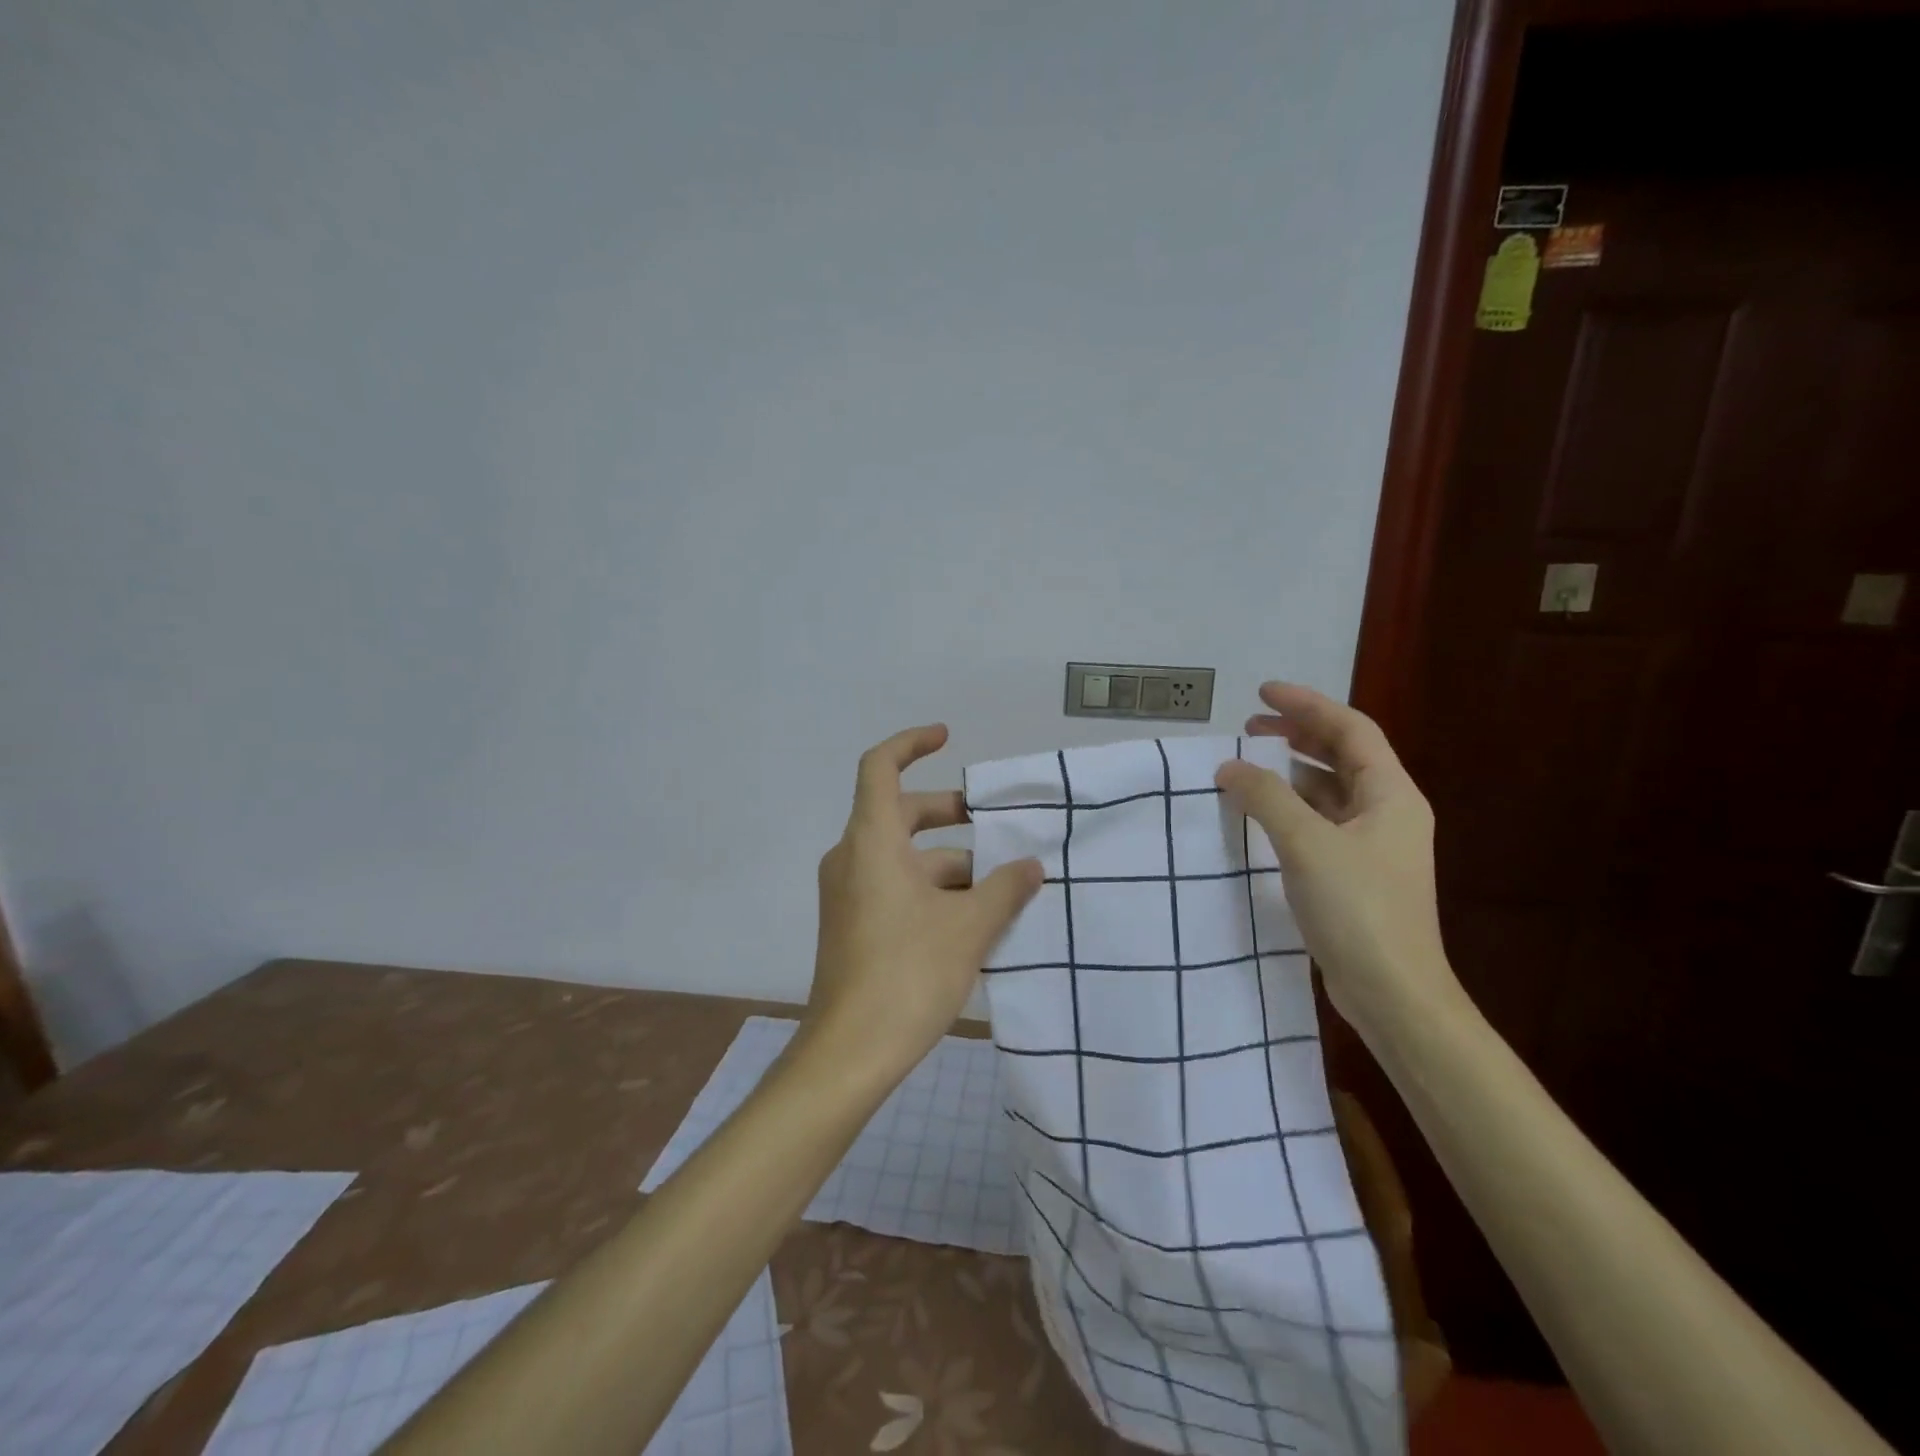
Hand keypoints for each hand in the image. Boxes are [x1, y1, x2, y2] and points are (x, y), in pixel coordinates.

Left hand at [805, 725, 1042, 1077]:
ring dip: (950, 863)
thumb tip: (1032, 867)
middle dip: (949, 814)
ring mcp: (849, 894)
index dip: (912, 743)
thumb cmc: (908, 974)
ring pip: (903, 857)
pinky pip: (895, 887)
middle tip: (995, 826)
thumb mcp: (969, 927)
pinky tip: (974, 920)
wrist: (849, 1053)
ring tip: (1002, 886)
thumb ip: (1005, 889)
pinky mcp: (853, 925)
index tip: (948, 737)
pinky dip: (932, 889)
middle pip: (900, 813)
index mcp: (871, 841)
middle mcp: (853, 858)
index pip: (880, 767)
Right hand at [1214, 683, 1463, 1044]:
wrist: (1393, 993)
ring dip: (1291, 773)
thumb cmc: (1358, 909)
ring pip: (1330, 791)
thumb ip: (1265, 798)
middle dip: (1297, 736)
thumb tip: (1229, 767)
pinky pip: (1320, 823)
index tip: (1261, 693)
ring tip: (1249, 766)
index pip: (1350, 730)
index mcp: (1391, 794)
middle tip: (1250, 727)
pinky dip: (1291, 808)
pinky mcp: (1355, 874)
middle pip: (1343, 756)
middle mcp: (1388, 812)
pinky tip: (1261, 815)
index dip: (1307, 705)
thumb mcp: (1307, 843)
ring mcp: (1373, 845)